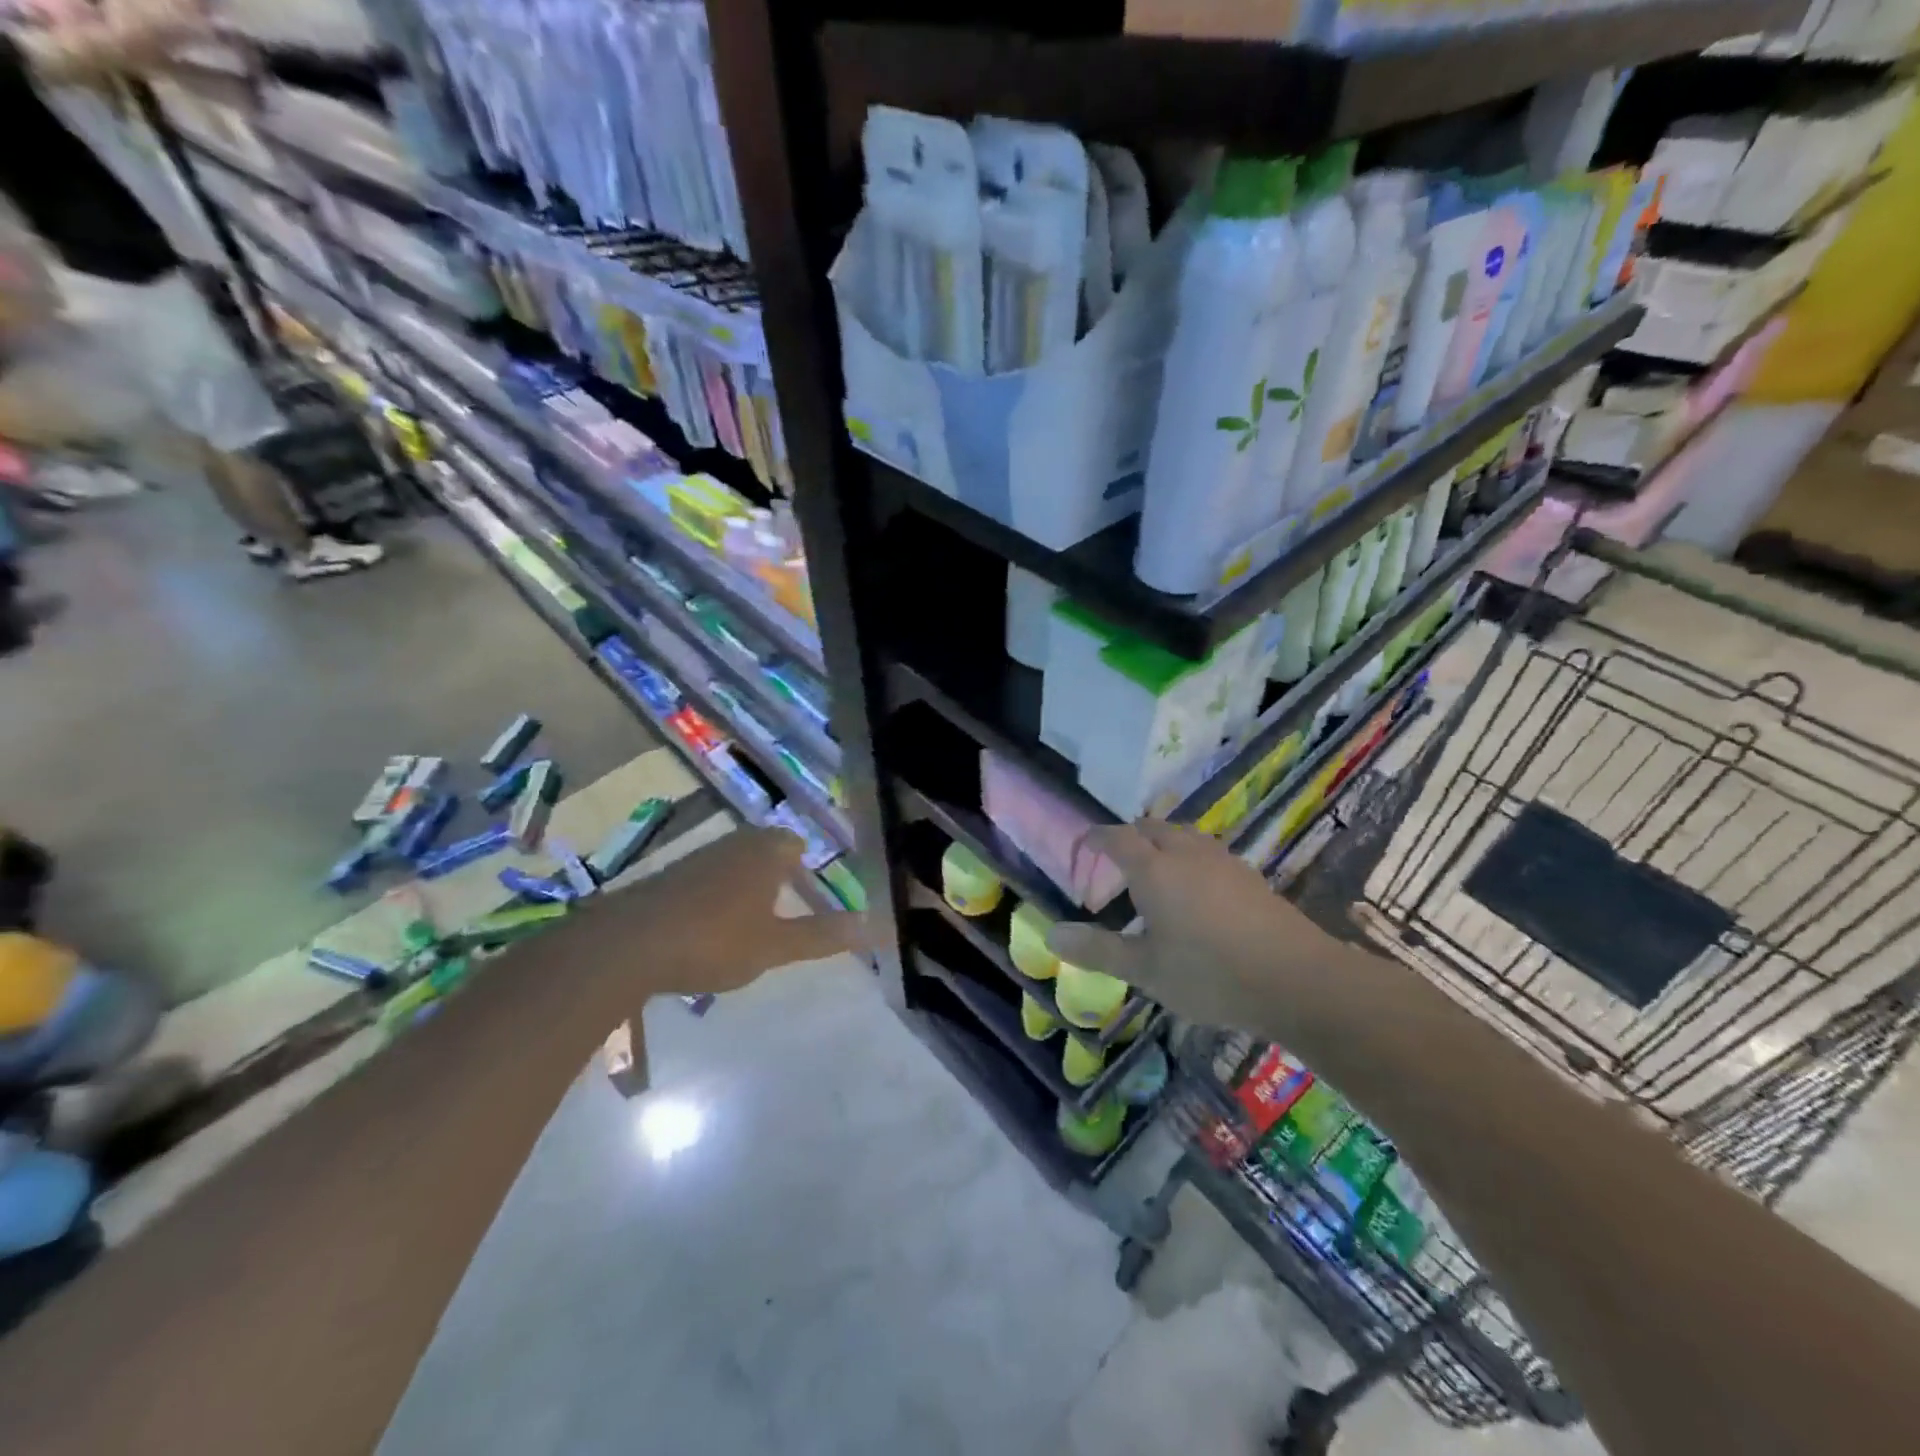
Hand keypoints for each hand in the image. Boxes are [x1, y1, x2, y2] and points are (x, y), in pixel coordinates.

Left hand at [583, 827, 870, 999]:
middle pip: (765, 849)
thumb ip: (821, 936)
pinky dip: (717, 896)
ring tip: (754, 920)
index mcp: (765, 852)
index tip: (813, 893)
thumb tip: (873, 925)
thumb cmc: (714, 940)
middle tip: (789, 906)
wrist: (627, 944)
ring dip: (746, 885)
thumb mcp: (775, 946)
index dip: (806, 867)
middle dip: (778, 874)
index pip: (795, 844)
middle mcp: (733, 844)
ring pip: (734, 862)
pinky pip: (707, 878)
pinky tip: (711, 928)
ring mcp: (697, 858)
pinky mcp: (668, 877)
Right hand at [1047, 821, 1339, 1032]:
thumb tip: (1051, 935)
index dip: (1094, 838)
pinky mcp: (1249, 876)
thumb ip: (1097, 950)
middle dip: (1128, 837)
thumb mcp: (1145, 970)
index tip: (1082, 846)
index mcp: (1154, 868)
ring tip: (1154, 874)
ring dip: (1161, 844)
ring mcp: (1222, 861)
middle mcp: (1186, 853)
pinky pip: (1207, 852)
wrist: (1297, 978)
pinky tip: (1196, 893)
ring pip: (1183, 835)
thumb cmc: (1209, 973)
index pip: (1115, 837)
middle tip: (1115, 865)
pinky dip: (1189, 859)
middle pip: (1151, 827)